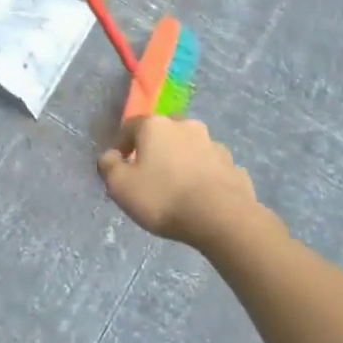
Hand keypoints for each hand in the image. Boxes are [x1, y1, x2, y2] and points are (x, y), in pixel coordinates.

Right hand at [98, 115, 257, 250]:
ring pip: (191, 147)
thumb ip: (109, 167)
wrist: (221, 217)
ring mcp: (213, 144)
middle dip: (156, 148)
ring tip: (178, 186)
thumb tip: (110, 156)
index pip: (131, 127)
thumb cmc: (163, 197)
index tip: (120, 166)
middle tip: (150, 173)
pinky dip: (204, 175)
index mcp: (155, 125)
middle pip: (164, 132)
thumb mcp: (121, 187)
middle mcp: (185, 126)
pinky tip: (202, 195)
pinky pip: (211, 166)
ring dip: (182, 160)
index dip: (122, 145)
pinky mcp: (233, 165)